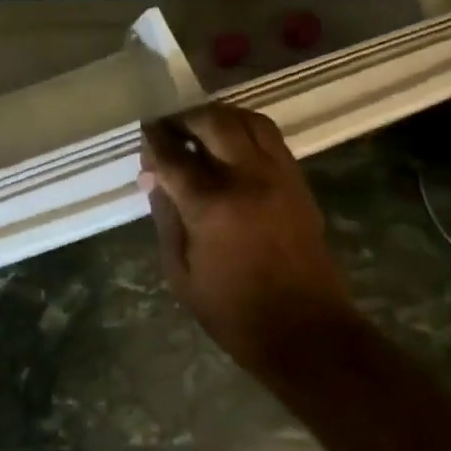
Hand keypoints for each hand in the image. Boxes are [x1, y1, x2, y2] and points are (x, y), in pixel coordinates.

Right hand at [140, 105, 350, 370]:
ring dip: (219, 117)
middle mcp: (247, 178)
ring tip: (200, 129)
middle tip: (170, 128)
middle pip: (213, 122)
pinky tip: (230, 144)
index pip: (173, 155)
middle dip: (186, 118)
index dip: (154, 139)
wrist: (307, 333)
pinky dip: (245, 129)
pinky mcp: (299, 182)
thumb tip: (153, 177)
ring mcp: (279, 176)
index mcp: (211, 205)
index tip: (144, 133)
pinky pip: (270, 137)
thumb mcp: (180, 272)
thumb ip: (165, 217)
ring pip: (247, 120)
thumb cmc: (233, 311)